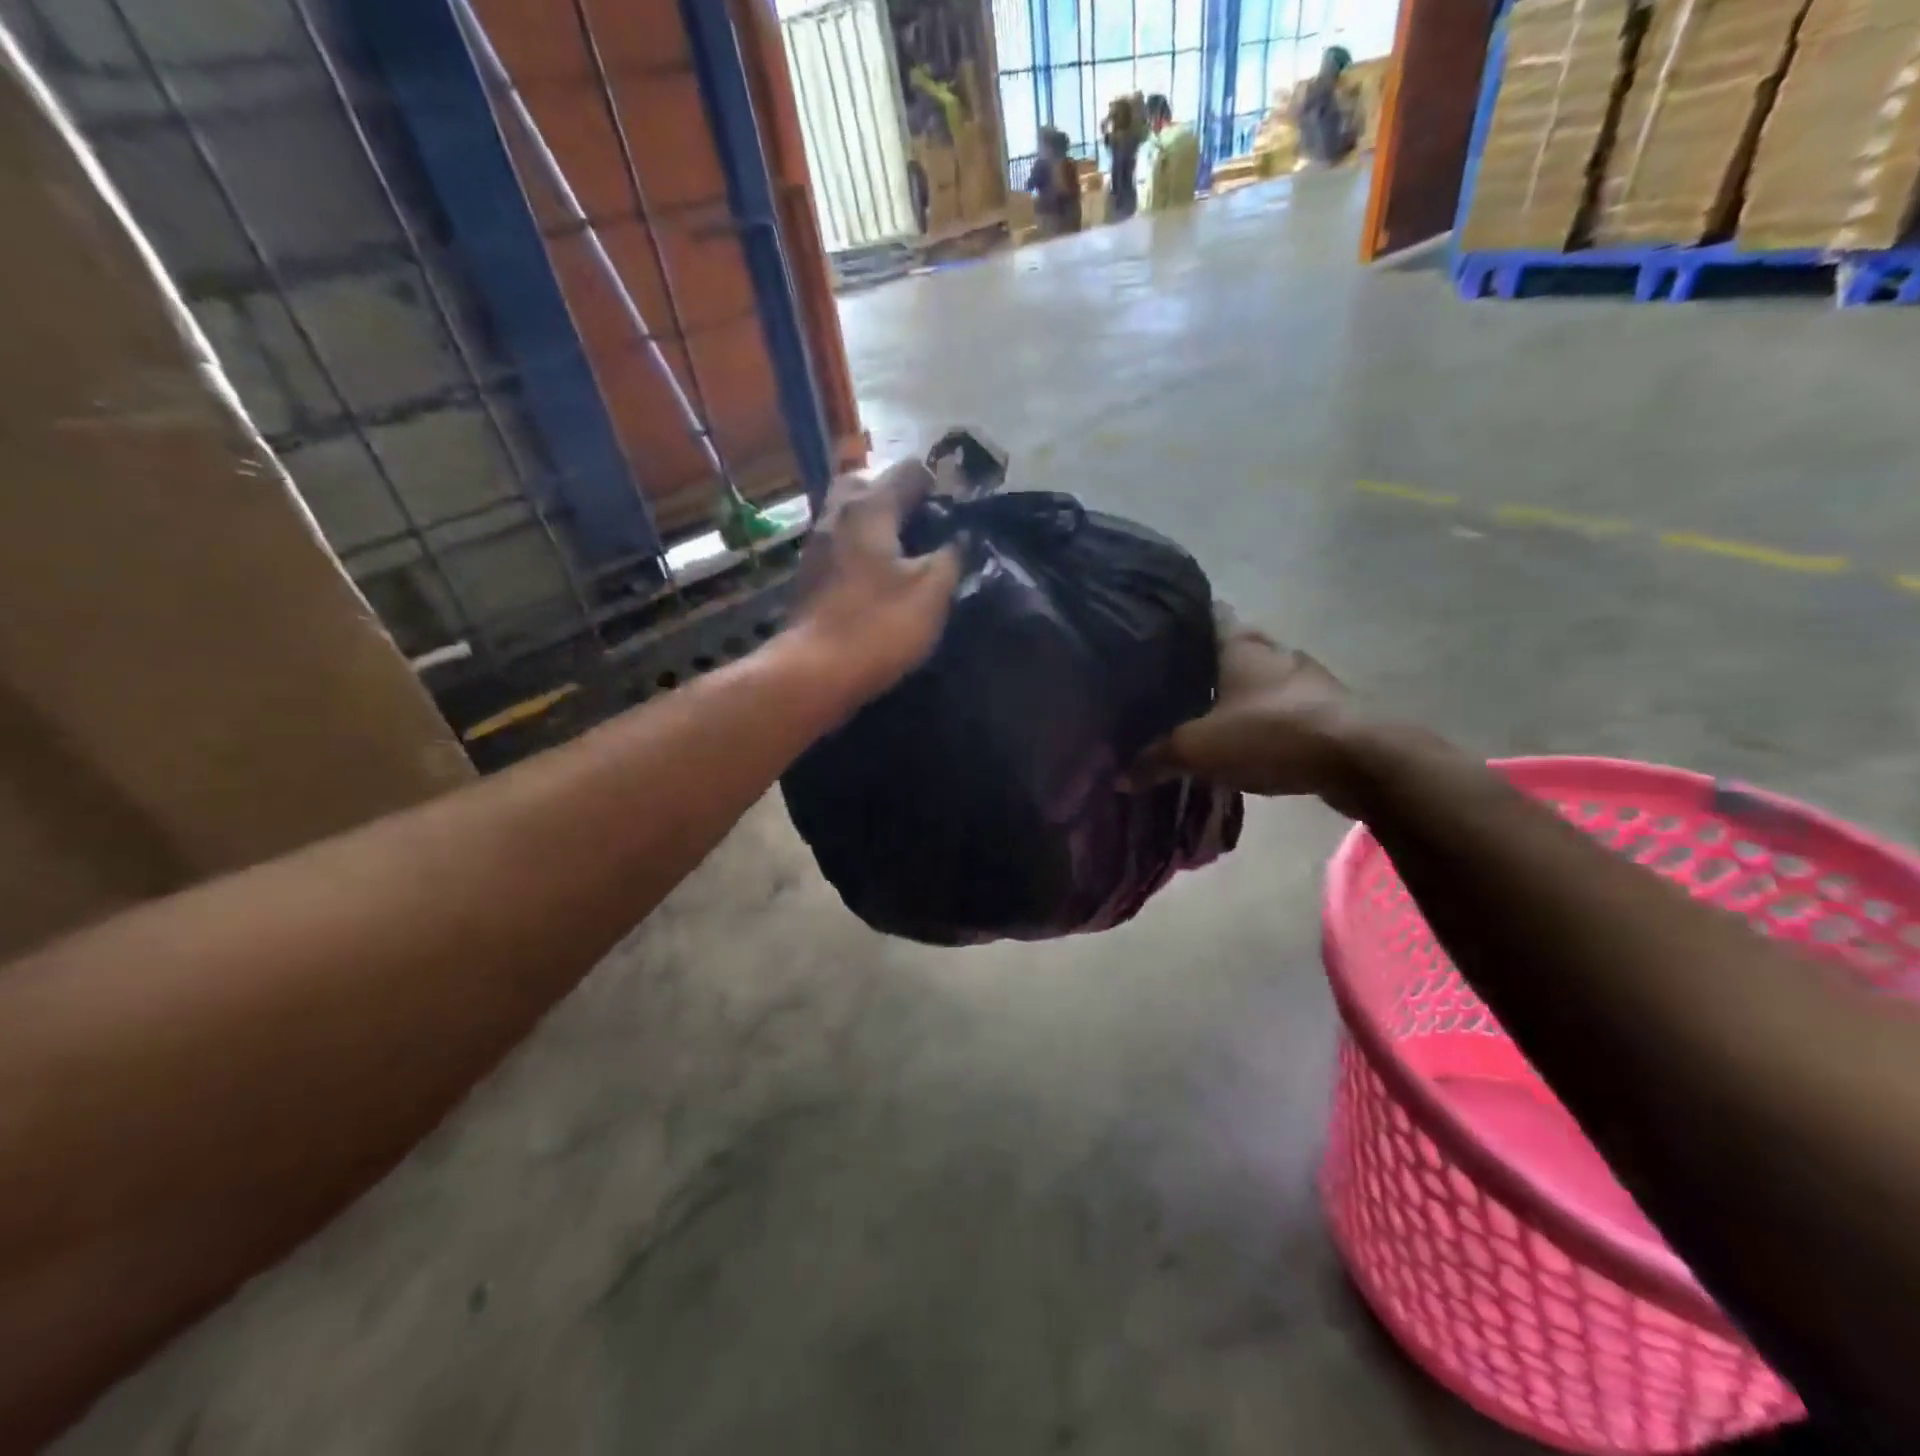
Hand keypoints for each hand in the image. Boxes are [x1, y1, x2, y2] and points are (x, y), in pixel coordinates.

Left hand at [788, 458, 963, 702]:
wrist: (814, 672)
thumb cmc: (878, 625)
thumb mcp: (932, 591)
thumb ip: (951, 556)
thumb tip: (959, 539)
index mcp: (869, 507)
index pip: (909, 470)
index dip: (938, 485)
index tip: (956, 514)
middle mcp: (836, 514)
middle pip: (867, 483)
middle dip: (896, 497)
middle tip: (922, 528)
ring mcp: (816, 546)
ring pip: (848, 515)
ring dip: (876, 525)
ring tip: (904, 555)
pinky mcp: (808, 577)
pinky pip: (839, 546)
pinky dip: (860, 551)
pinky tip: (878, 579)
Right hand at [1130, 605, 1359, 806]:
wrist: (1359, 760)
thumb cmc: (1271, 734)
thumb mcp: (1198, 749)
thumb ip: (1155, 759)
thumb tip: (1119, 777)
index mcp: (1240, 646)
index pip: (1207, 614)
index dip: (1182, 620)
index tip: (1157, 631)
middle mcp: (1273, 651)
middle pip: (1234, 647)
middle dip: (1208, 661)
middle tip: (1176, 680)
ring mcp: (1306, 679)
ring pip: (1261, 678)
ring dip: (1240, 692)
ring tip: (1206, 711)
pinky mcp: (1327, 709)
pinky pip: (1283, 707)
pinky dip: (1263, 718)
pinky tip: (1246, 738)